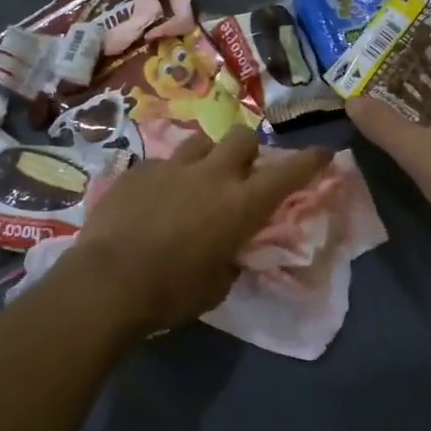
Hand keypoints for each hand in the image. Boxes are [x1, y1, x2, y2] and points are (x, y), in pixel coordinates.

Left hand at [69, 128, 331, 331]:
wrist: (107, 283)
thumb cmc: (171, 293)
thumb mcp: (217, 284)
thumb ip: (230, 257)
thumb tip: (228, 250)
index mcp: (240, 204)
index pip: (287, 173)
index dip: (310, 160)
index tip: (323, 152)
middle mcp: (211, 175)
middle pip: (242, 137)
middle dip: (248, 150)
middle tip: (241, 172)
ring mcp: (172, 167)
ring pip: (200, 142)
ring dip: (207, 157)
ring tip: (196, 179)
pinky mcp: (138, 170)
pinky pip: (162, 162)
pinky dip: (167, 176)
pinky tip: (154, 198)